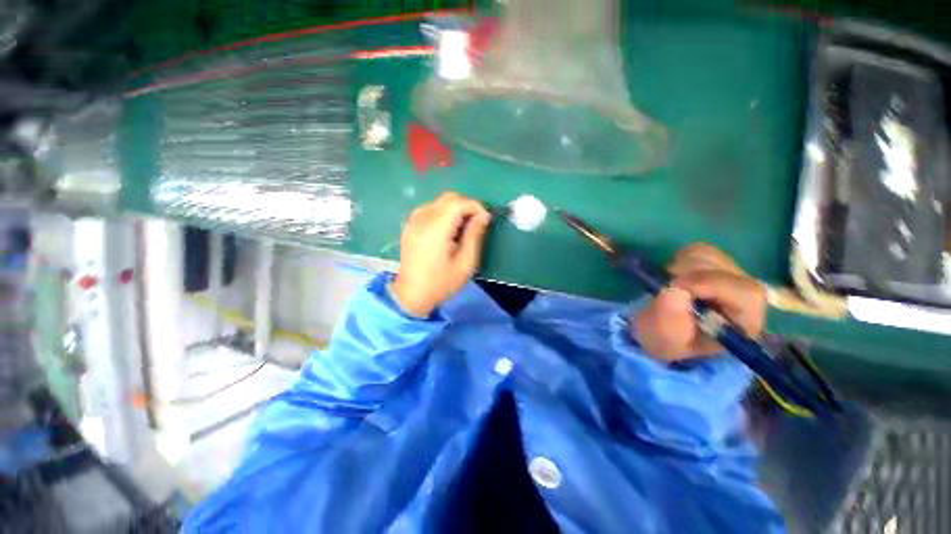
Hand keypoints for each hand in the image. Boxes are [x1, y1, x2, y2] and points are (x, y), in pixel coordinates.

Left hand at [391, 192, 490, 316]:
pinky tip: (447, 230)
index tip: (486, 218)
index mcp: (436, 230)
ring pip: (439, 202)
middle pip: (448, 198)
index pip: (458, 203)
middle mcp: (422, 219)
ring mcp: (413, 221)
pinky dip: (443, 213)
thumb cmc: (441, 283)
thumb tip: (484, 215)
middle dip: (466, 206)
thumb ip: (475, 236)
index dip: (475, 206)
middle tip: (476, 223)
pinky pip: (430, 209)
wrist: (411, 295)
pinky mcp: (410, 225)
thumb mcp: (465, 263)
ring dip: (455, 209)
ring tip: (463, 228)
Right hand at [633, 244, 765, 360]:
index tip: (676, 285)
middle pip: (726, 269)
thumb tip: (674, 290)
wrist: (659, 329)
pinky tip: (674, 275)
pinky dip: (680, 258)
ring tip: (669, 284)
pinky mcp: (714, 263)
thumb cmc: (666, 339)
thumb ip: (670, 320)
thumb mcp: (664, 339)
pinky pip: (698, 249)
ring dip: (681, 266)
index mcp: (744, 322)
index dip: (712, 284)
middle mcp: (745, 296)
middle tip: (666, 285)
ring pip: (710, 255)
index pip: (746, 293)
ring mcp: (731, 275)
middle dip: (689, 274)